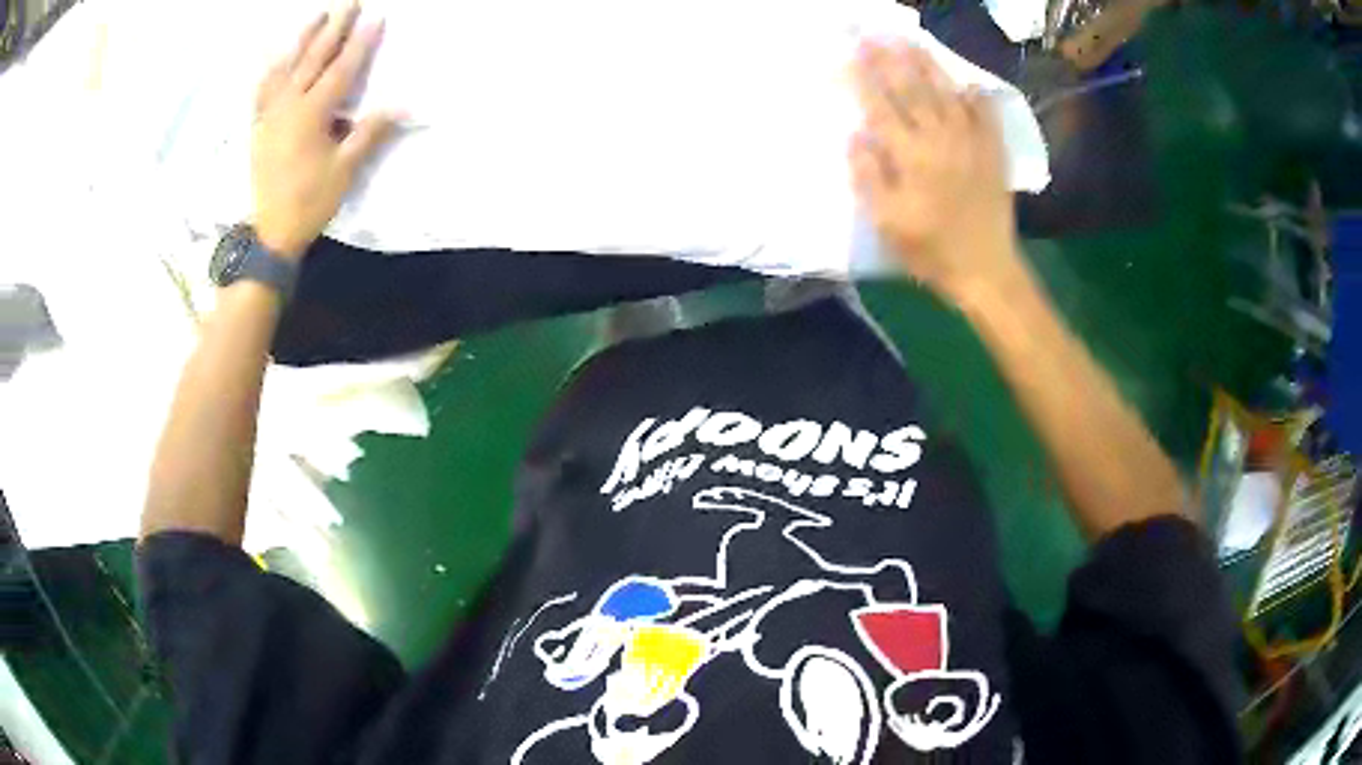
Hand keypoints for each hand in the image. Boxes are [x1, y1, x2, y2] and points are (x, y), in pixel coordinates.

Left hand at [251, 3, 399, 259]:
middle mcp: (288, 106)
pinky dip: (272, 69)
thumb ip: (368, 133)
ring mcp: (269, 114)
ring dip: (302, 39)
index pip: (341, 69)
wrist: (270, 231)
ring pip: (286, 67)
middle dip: (333, 29)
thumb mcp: (344, 170)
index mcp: (311, 114)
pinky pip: (263, 89)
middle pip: (313, 59)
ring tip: (316, 17)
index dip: (360, 43)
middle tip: (348, 3)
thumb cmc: (309, 201)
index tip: (375, 18)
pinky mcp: (258, 126)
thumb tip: (399, 105)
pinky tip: (277, 57)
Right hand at [850, 41, 1020, 300]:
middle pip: (911, 89)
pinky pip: (984, 114)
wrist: (986, 269)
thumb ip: (869, 176)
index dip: (863, 77)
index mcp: (910, 156)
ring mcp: (971, 142)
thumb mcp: (887, 222)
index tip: (849, 51)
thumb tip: (856, 135)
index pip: (880, 106)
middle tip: (874, 33)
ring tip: (910, 42)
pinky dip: (974, 95)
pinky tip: (965, 81)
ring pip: (946, 93)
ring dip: (926, 64)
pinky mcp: (992, 152)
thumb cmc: (930, 250)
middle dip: (889, 58)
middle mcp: (940, 139)